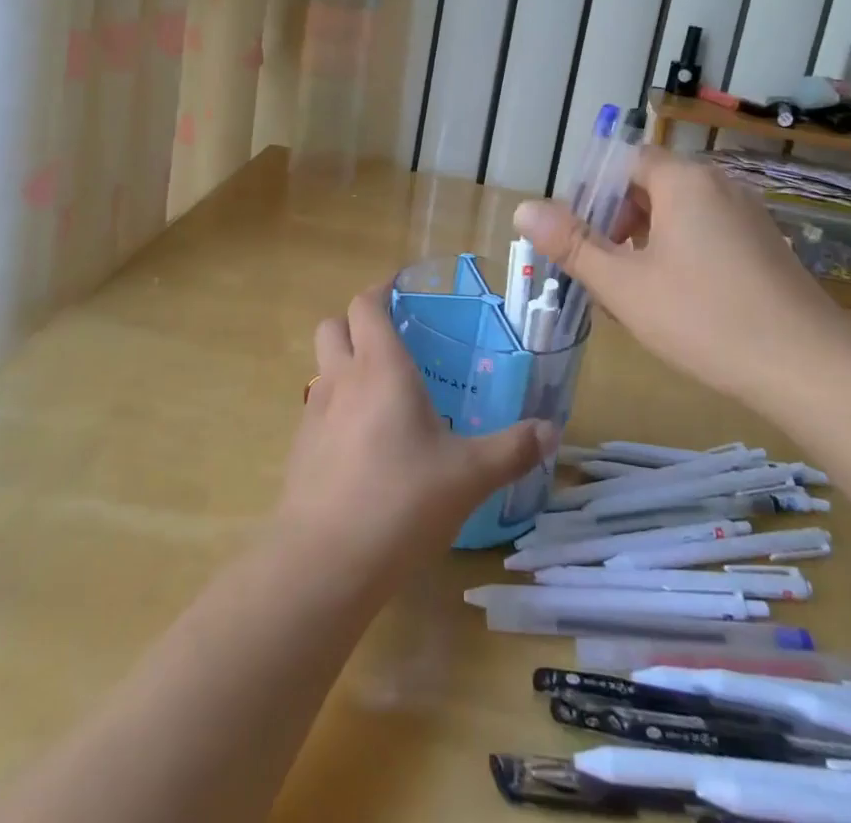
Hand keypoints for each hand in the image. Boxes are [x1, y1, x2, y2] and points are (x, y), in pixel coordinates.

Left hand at [274, 287, 555, 590]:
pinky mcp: (299, 448)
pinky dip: (336, 405)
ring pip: (322, 365)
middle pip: (333, 325)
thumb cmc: (401, 501)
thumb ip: (512, 449)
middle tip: (393, 337)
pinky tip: (363, 441)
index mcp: (380, 367)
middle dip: (357, 321)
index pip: (366, 305)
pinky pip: (317, 407)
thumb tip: (551, 430)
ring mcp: (313, 413)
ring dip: (344, 362)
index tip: (401, 289)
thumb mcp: (469, 475)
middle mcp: (341, 378)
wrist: (324, 562)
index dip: (381, 290)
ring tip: (382, 390)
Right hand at [512, 146, 842, 398]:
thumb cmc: (706, 319)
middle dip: (616, 223)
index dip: (591, 195)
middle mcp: (719, 186)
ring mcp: (748, 216)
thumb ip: (572, 244)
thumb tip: (523, 208)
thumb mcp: (624, 284)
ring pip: (678, 215)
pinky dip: (679, 255)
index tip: (577, 239)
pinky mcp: (765, 247)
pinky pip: (706, 235)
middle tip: (599, 271)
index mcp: (683, 181)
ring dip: (645, 243)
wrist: (811, 370)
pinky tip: (675, 303)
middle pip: (649, 187)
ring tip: (631, 292)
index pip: (623, 163)